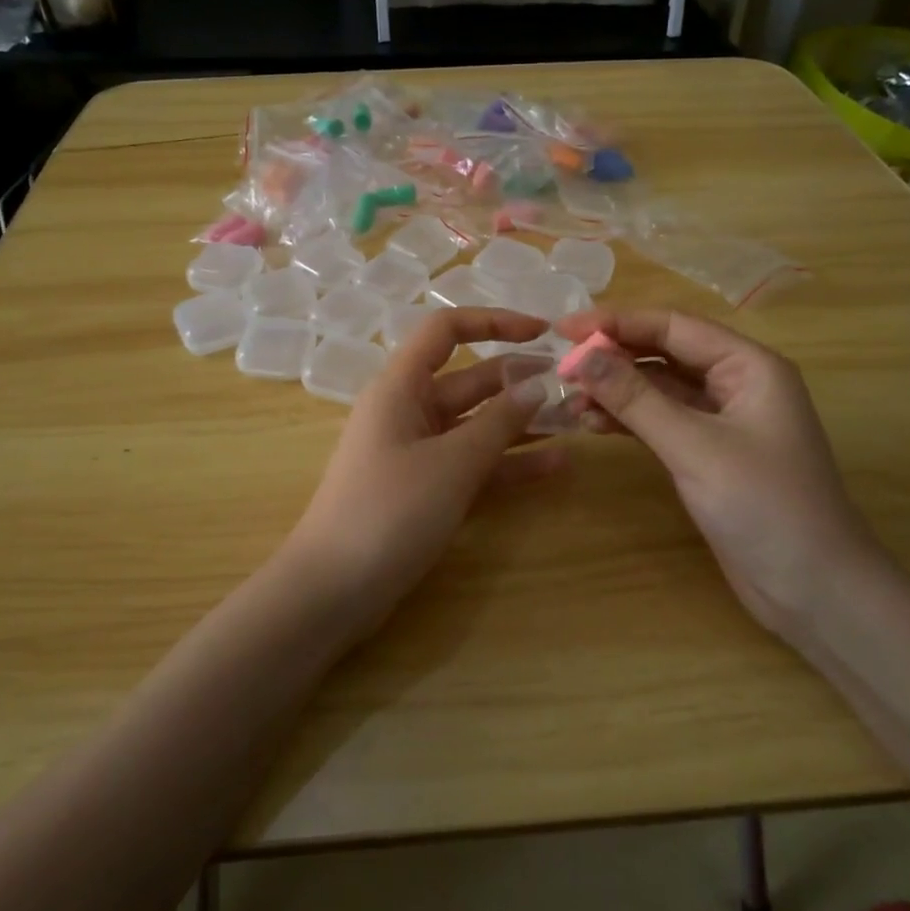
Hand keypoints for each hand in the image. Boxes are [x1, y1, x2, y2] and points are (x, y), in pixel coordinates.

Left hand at [283, 308, 566, 634]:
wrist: (334, 589)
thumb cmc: (389, 511)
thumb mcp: (452, 462)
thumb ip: (499, 422)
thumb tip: (538, 384)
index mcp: (401, 387)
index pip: (446, 330)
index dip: (494, 322)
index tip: (543, 331)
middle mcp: (408, 410)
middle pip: (470, 379)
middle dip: (519, 379)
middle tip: (574, 386)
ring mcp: (417, 451)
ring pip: (476, 424)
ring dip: (521, 422)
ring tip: (575, 422)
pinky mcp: (425, 488)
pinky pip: (472, 464)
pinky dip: (508, 463)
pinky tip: (555, 466)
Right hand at [557, 308, 887, 634]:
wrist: (814, 591)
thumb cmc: (764, 507)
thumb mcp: (694, 447)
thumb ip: (636, 398)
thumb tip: (581, 355)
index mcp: (749, 366)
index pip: (673, 326)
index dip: (616, 323)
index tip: (564, 328)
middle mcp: (736, 383)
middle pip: (664, 353)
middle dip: (614, 357)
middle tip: (561, 366)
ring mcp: (722, 420)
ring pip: (659, 388)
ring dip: (617, 390)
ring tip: (571, 401)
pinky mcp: (708, 453)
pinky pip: (661, 421)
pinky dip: (628, 420)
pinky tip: (594, 425)